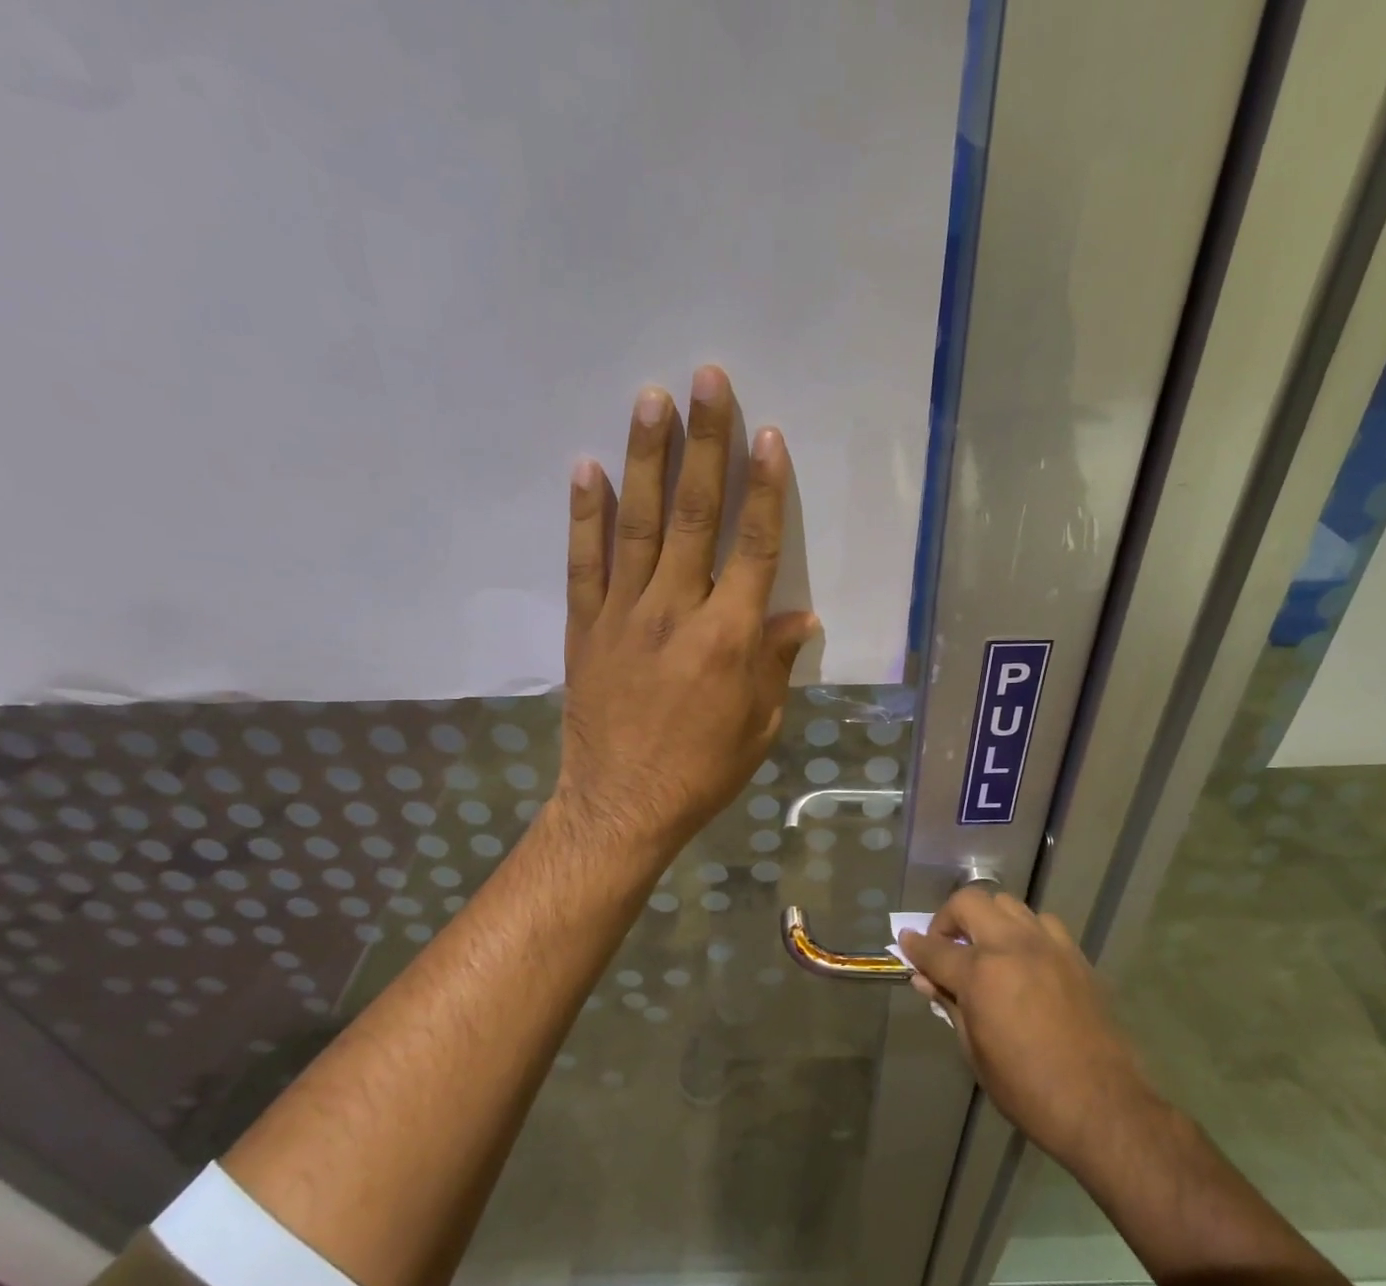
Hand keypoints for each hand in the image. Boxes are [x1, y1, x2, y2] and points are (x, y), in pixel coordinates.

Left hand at [556, 365, 818, 855]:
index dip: (764, 488)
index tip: (767, 435)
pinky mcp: (585, 627)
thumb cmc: (703, 770)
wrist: (623, 805)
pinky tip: (587, 466)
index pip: (753, 547)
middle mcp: (678, 612)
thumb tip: (800, 617)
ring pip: (637, 524)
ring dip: (646, 457)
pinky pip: (584, 561)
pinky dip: (585, 513)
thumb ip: (776, 664)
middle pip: (694, 516)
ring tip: (650, 397)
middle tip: (706, 379)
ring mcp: (624, 615)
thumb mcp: (760, 726)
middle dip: (704, 443)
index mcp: (730, 639)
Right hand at [900, 888, 1158, 1169]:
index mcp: (981, 973)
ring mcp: (1048, 946)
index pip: (934, 949)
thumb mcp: (975, 1052)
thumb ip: (949, 1005)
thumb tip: (926, 979)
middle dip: (948, 918)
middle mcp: (1012, 946)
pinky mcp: (1075, 956)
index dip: (914, 946)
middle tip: (945, 946)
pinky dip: (1024, 931)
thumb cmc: (1027, 1089)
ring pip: (1008, 905)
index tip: (905, 942)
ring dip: (987, 919)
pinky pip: (1042, 924)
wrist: (1102, 1106)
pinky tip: (1023, 959)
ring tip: (984, 949)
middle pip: (970, 903)